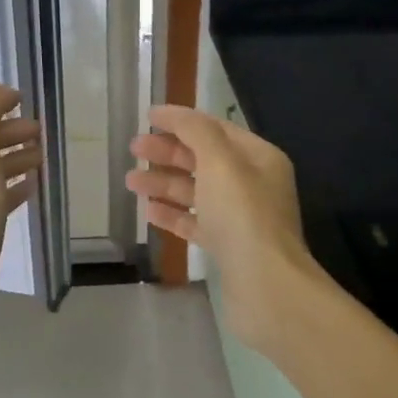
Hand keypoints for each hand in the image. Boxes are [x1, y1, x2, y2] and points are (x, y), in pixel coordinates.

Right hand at [127, 104, 311, 287]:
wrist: (266, 285)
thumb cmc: (243, 214)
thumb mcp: (219, 162)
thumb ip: (195, 132)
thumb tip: (171, 112)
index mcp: (258, 157)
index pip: (215, 129)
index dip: (181, 121)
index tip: (147, 118)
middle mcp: (252, 184)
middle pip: (204, 159)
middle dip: (168, 153)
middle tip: (133, 149)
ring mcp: (240, 217)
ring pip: (196, 192)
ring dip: (164, 183)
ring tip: (130, 182)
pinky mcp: (228, 247)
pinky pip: (196, 222)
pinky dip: (173, 214)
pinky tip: (149, 212)